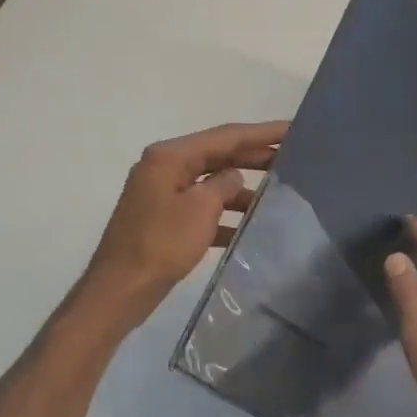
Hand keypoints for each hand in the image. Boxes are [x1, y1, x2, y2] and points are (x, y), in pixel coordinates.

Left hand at [80, 120, 287, 331]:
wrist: (121, 288)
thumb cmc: (161, 243)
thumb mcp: (201, 208)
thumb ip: (224, 185)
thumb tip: (234, 178)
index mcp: (170, 156)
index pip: (225, 136)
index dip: (262, 133)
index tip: (293, 129)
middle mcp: (164, 168)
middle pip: (218, 156)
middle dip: (255, 158)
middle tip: (294, 159)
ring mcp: (163, 195)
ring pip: (211, 185)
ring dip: (242, 190)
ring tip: (279, 196)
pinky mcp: (164, 221)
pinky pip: (202, 210)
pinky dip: (224, 216)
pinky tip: (250, 229)